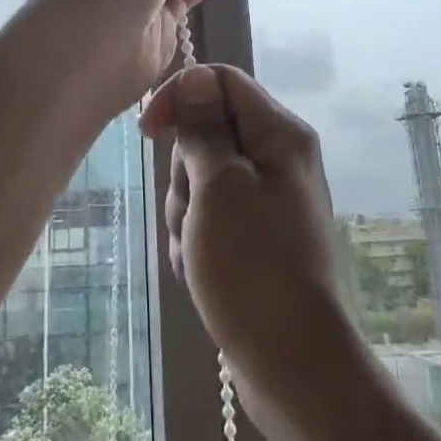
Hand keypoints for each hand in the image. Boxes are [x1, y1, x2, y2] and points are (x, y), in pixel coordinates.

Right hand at [140, 64, 366, 440]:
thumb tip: (196, 76)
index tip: (148, 132)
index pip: (221, 81)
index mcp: (280, 135)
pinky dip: (195, 243)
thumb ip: (204, 129)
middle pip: (206, 135)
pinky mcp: (254, 238)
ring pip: (200, 181)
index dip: (180, 97)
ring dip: (186, 216)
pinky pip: (208, 220)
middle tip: (194, 214)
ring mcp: (266, 201)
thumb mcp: (219, 187)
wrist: (291, 364)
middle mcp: (277, 159)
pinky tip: (203, 275)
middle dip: (184, 174)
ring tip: (199, 254)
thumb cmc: (253, 267)